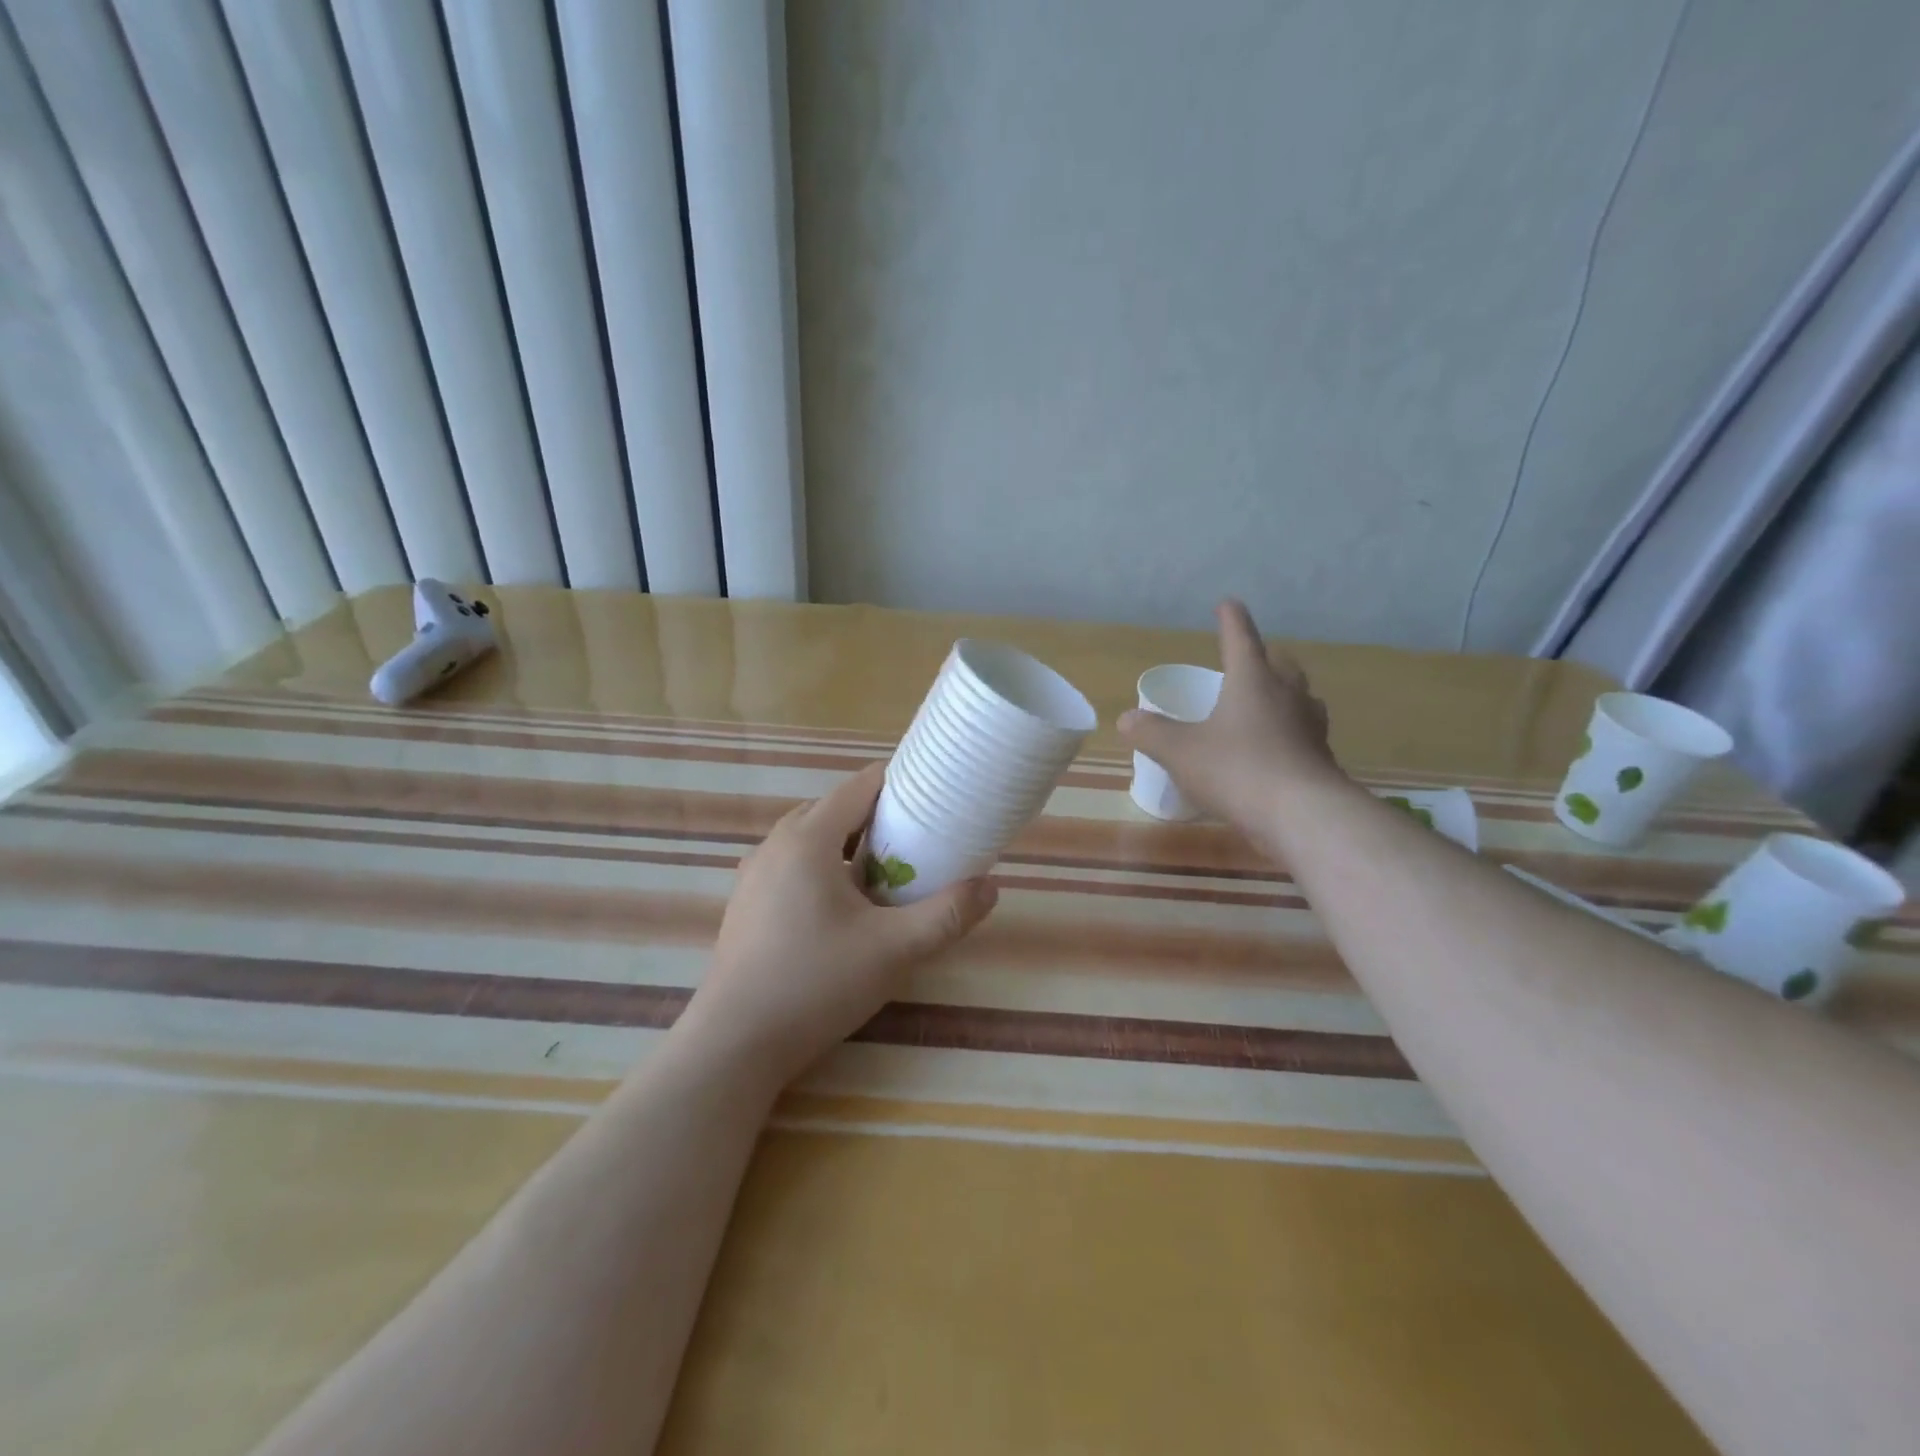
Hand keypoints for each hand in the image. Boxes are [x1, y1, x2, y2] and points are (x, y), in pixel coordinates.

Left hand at [679, 763, 998, 1086]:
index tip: (934, 797)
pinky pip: (791, 866)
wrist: (735, 1044)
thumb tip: (990, 887)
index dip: (900, 784)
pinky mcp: (745, 903)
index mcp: (808, 838)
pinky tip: (842, 910)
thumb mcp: (894, 949)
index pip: (859, 786)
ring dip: (848, 846)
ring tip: (884, 875)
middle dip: (877, 817)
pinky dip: (823, 869)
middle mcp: (775, 844)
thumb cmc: (816, 983)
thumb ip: (946, 915)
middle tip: (917, 841)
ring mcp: (753, 874)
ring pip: (810, 839)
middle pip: (834, 809)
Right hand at [1118, 600, 1340, 838]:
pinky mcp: (1321, 758)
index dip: (1231, 620)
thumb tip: (1126, 718)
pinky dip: (1288, 732)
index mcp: (1252, 680)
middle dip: (1262, 658)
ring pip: (1299, 697)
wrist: (1302, 815)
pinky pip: (1303, 733)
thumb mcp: (1180, 751)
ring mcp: (1310, 726)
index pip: (1240, 639)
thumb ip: (1151, 733)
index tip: (1227, 604)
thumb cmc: (1236, 769)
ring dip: (1282, 694)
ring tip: (1266, 702)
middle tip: (1247, 660)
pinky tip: (1275, 749)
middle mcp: (1287, 694)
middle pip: (1278, 665)